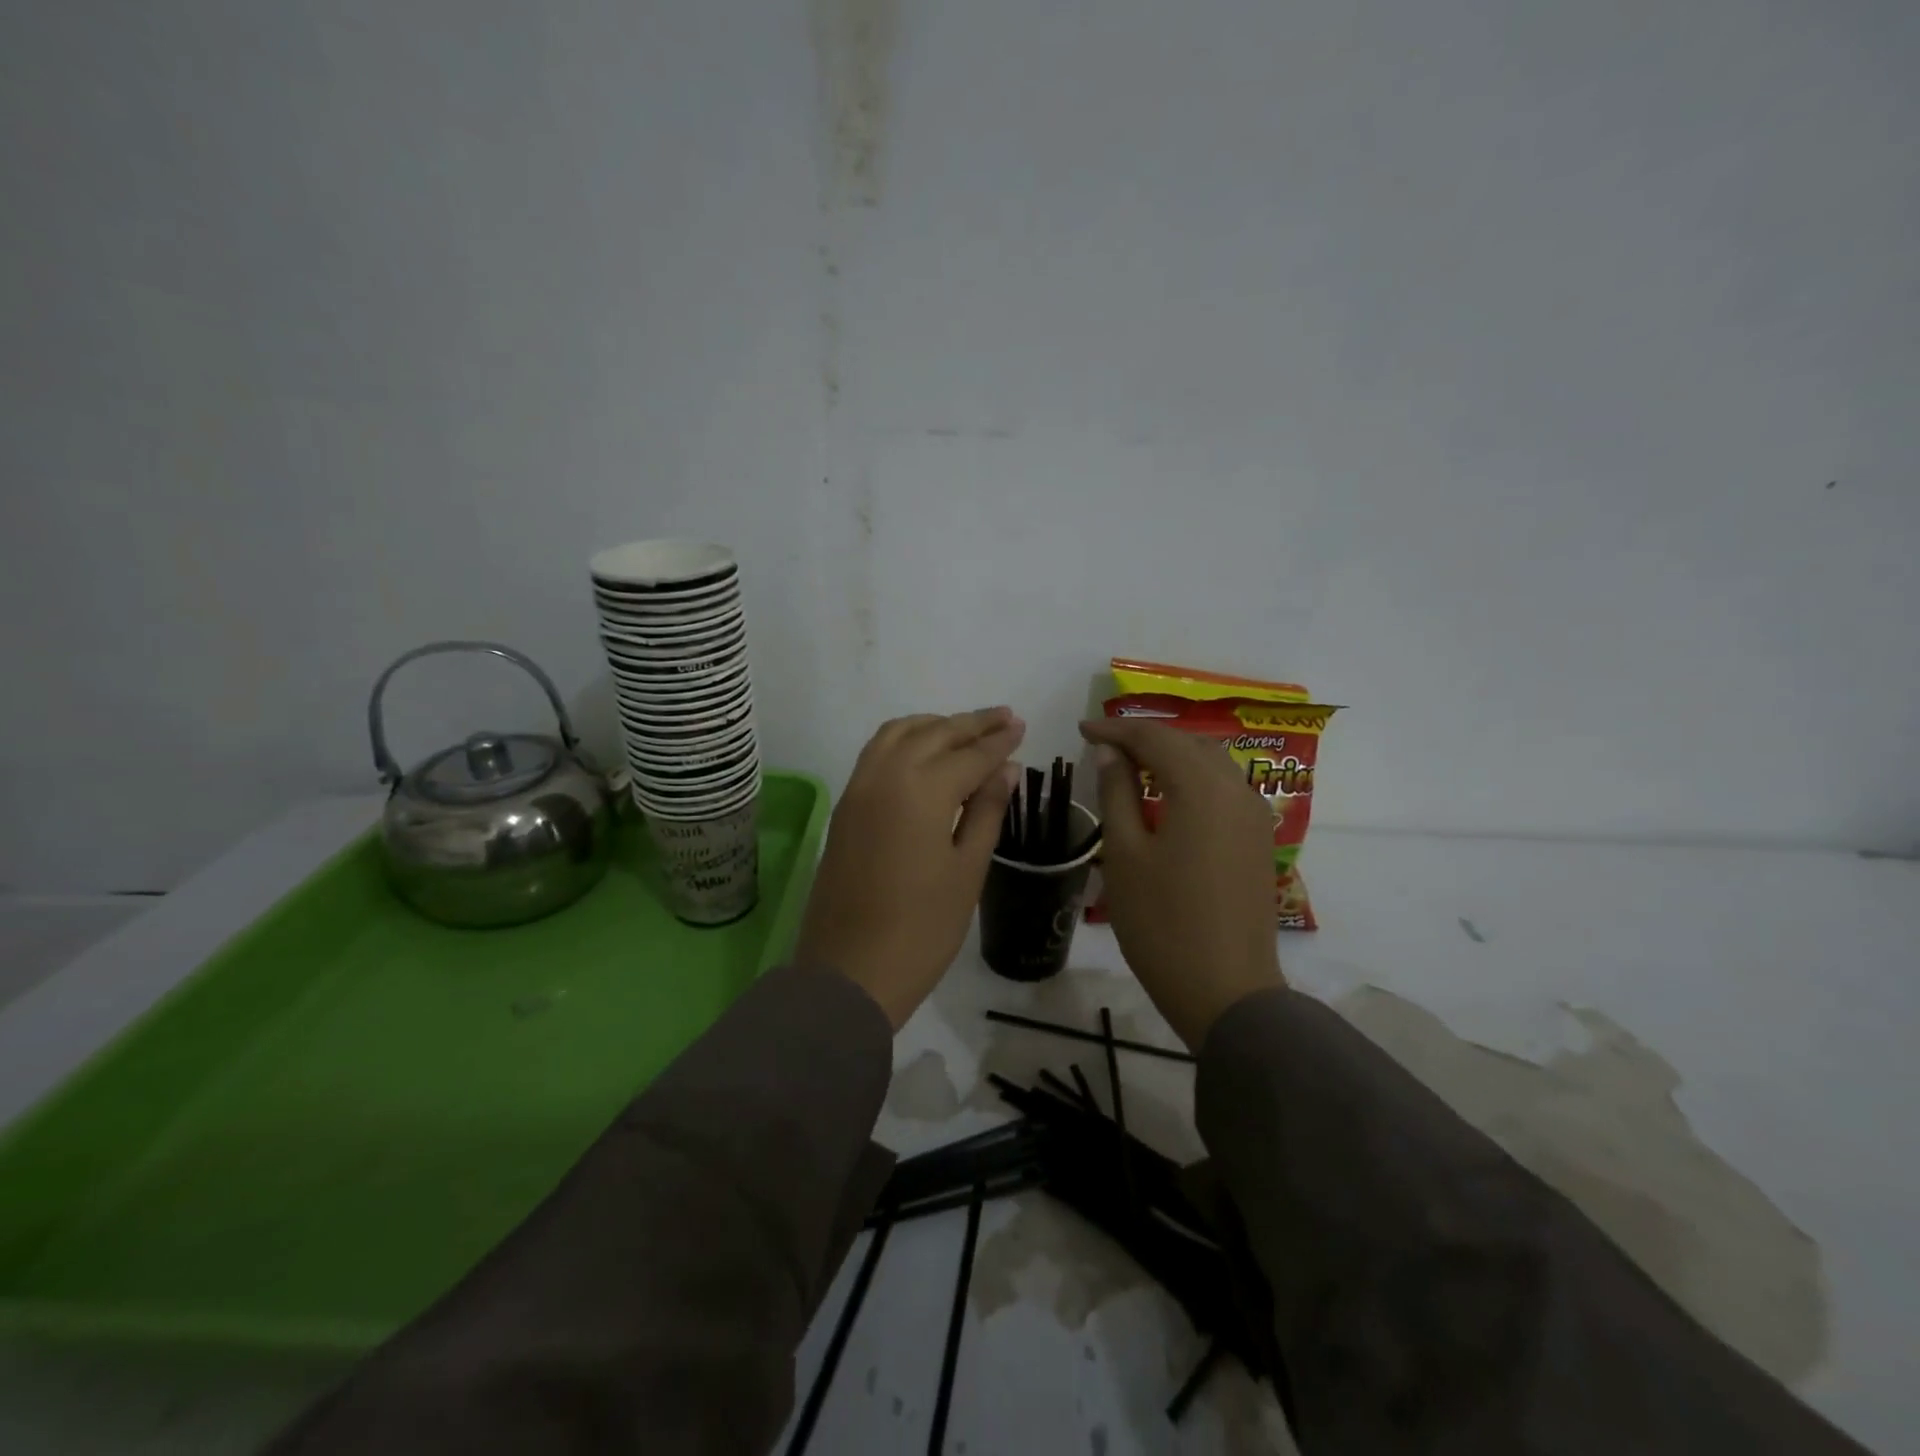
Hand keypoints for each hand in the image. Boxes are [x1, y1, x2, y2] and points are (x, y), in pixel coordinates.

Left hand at [797, 708, 1025, 1027]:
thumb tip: (1006, 768)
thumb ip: (987, 811)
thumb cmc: (922, 929)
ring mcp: (859, 788)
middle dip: (972, 723)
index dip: (999, 740)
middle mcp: (886, 775)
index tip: (1021, 725)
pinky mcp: (845, 805)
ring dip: (934, 724)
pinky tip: (923, 751)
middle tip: (1003, 717)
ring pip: (899, 733)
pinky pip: (876, 752)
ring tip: (964, 729)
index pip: (970, 754)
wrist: (850, 970)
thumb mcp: (967, 870)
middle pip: (934, 733)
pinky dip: (904, 739)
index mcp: (923, 790)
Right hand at [1079, 717, 1284, 1050]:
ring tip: (1133, 765)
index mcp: (1202, 788)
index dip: (1116, 730)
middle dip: (1146, 738)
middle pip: (1189, 743)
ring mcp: (1255, 817)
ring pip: (1212, 764)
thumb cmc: (1162, 923)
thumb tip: (1110, 752)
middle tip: (1105, 745)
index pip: (1155, 738)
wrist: (1226, 991)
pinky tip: (1168, 796)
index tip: (1082, 729)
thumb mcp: (1125, 854)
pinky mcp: (1259, 841)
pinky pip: (1225, 790)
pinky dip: (1193, 780)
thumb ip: (1117, 793)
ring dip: (1173, 756)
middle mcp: (1237, 790)